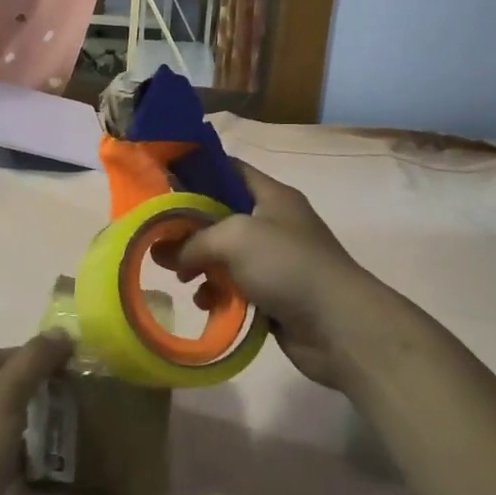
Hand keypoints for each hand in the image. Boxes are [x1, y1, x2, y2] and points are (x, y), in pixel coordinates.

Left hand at [0, 334, 72, 494]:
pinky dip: (7, 453)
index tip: (58, 364)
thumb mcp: (6, 394)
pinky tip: (29, 460)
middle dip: (22, 388)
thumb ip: (34, 359)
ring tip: (50, 424)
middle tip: (59, 392)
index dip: (24, 356)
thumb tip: (61, 331)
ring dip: (16, 422)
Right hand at [170, 162, 382, 391]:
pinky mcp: (273, 294)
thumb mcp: (234, 238)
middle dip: (189, 227)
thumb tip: (165, 254)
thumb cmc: (287, 265)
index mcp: (271, 195)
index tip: (161, 182)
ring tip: (180, 277)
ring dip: (201, 265)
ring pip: (225, 255)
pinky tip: (205, 303)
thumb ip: (194, 240)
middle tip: (158, 239)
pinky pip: (235, 287)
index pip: (230, 169)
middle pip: (221, 215)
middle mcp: (273, 222)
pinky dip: (218, 293)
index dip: (197, 170)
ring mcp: (274, 260)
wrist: (338, 325)